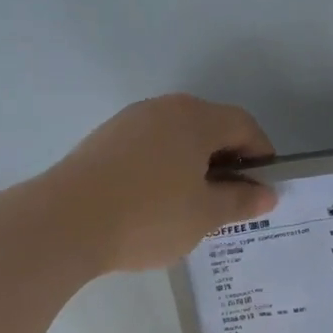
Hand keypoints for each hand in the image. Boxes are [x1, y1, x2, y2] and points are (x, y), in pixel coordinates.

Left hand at [49, 95, 277, 273]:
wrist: (65, 223)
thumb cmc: (149, 216)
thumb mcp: (205, 215)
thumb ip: (240, 201)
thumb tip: (267, 193)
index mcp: (195, 118)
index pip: (243, 126)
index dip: (261, 156)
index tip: (262, 189)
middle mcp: (163, 109)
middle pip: (209, 127)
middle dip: (227, 162)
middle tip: (230, 202)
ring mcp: (128, 122)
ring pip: (177, 139)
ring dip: (194, 166)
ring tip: (193, 207)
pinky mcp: (104, 141)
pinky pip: (149, 148)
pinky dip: (165, 169)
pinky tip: (157, 204)